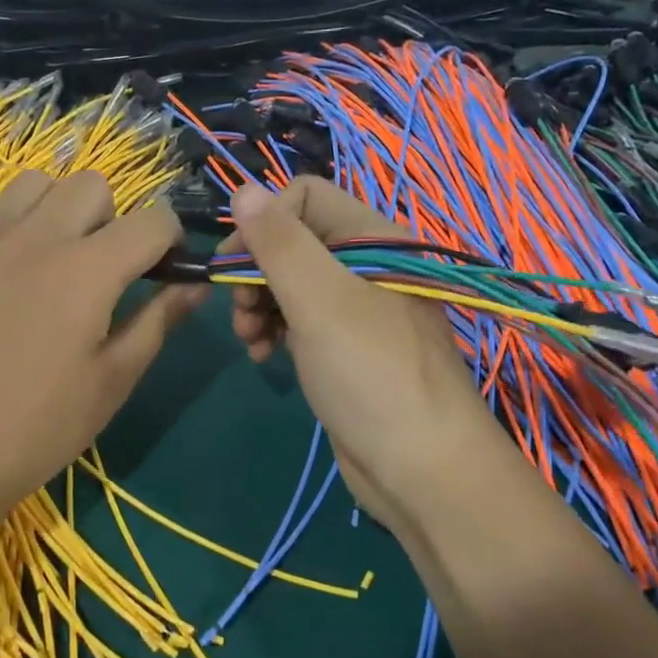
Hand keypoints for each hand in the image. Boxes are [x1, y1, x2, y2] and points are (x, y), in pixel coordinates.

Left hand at [0, 170, 204, 520]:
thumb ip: (158, 322)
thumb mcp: (113, 381)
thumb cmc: (40, 425)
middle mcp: (38, 237)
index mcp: (89, 270)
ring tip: (50, 255)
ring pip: (33, 182)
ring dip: (55, 208)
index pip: (152, 221)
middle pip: (93, 185)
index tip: (163, 269)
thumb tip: (195, 285)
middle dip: (112, 217)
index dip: (170, 240)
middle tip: (103, 268)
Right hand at [221, 178, 490, 537]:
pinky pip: (300, 319)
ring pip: (290, 282)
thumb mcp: (319, 301)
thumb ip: (279, 243)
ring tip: (250, 340)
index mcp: (371, 238)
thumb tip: (242, 189)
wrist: (420, 469)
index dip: (264, 223)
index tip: (236, 265)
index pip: (303, 196)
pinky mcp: (345, 346)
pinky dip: (275, 330)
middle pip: (292, 241)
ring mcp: (356, 308)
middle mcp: (365, 265)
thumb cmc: (370, 374)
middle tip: (240, 312)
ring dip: (259, 304)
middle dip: (256, 271)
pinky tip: (262, 355)